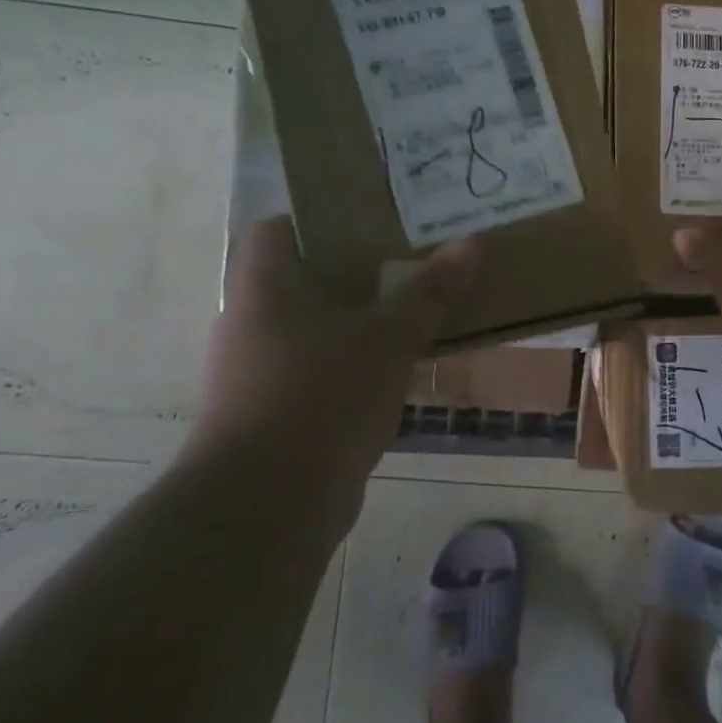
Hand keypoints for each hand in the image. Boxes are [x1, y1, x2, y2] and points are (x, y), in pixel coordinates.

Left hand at [195, 217, 476, 475]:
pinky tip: (395, 374)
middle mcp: (251, 324)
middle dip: (354, 273)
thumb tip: (471, 244)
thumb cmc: (323, 394)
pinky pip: (318, 374)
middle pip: (301, 281)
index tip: (373, 222)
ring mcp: (257, 374)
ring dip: (357, 324)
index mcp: (264, 288)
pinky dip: (352, 368)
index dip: (321, 220)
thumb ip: (430, 292)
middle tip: (409, 263)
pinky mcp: (274, 416)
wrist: (269, 502)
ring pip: (313, 331)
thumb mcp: (389, 338)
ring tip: (412, 316)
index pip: (277, 229)